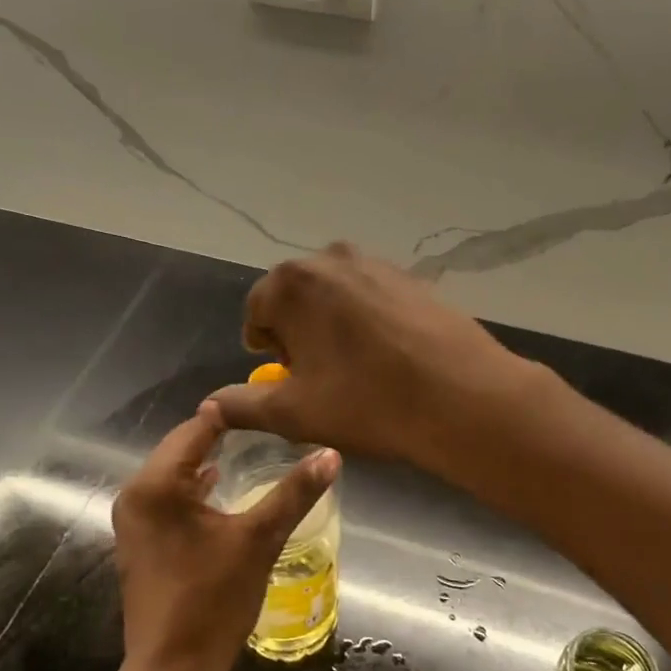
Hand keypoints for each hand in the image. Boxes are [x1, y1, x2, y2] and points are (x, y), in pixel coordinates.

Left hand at [111, 400, 338, 670]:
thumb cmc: (212, 601)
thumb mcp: (259, 540)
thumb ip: (294, 493)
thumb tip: (330, 454)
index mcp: (156, 484)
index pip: (196, 428)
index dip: (233, 415)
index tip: (269, 405)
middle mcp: (135, 493)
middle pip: (182, 447)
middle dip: (221, 437)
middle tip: (266, 428)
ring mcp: (132, 519)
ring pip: (174, 473)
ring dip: (207, 462)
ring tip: (251, 451)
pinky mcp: (138, 541)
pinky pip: (168, 497)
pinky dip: (194, 488)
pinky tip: (221, 490)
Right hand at [209, 242, 536, 472]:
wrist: (462, 396)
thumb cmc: (367, 402)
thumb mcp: (293, 412)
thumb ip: (241, 405)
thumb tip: (209, 405)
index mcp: (291, 283)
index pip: (257, 312)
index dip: (267, 350)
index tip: (289, 379)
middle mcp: (329, 258)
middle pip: (295, 298)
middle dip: (298, 333)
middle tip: (321, 376)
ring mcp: (375, 262)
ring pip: (334, 296)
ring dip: (332, 326)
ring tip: (355, 368)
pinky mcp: (411, 276)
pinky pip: (370, 296)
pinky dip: (367, 321)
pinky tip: (388, 355)